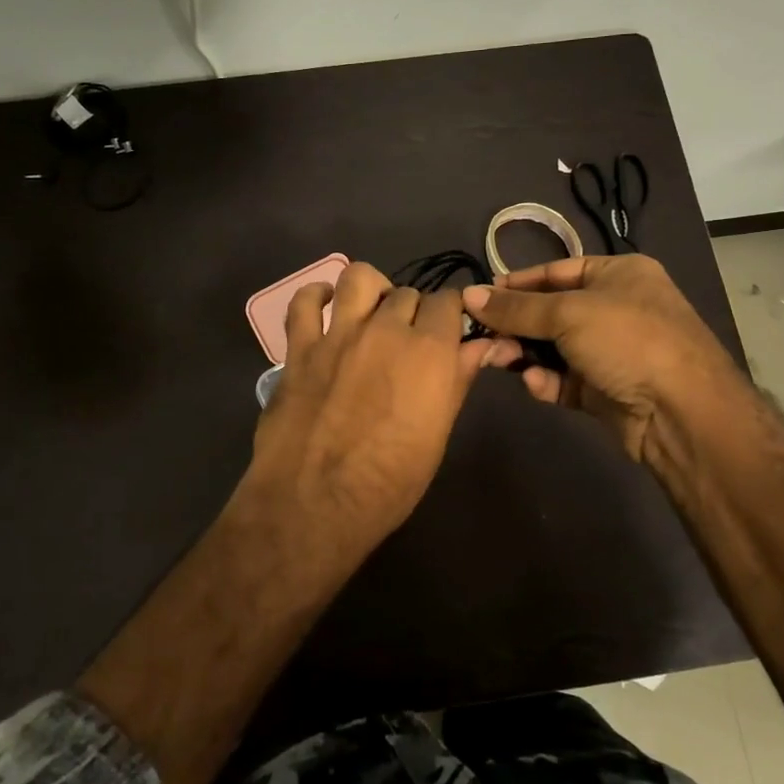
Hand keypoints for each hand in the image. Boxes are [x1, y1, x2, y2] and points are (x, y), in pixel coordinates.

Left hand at [249, 261, 503, 539]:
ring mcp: (338, 335)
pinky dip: (315, 297)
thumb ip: (458, 379)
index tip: (448, 330)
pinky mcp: (299, 348)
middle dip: (414, 311)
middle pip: (408, 293)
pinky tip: (324, 307)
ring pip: (359, 278)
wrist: (315, 504)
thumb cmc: (389, 482)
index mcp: (429, 351)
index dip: (451, 313)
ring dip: (372, 289)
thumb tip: (484, 345)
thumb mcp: (438, 434)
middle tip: (408, 340)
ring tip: (371, 312)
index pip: (449, 301)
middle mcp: (386, 330)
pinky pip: (303, 303)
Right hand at [461, 255, 741, 464]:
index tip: (480, 296)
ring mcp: (612, 352)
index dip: (517, 283)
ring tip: (498, 359)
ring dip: (525, 353)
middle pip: (551, 311)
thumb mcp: (568, 313)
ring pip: (554, 348)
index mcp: (618, 275)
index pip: (556, 272)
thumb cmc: (628, 341)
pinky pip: (565, 380)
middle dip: (516, 324)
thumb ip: (516, 308)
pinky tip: (535, 384)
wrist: (681, 413)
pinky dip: (547, 381)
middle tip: (481, 335)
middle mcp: (616, 308)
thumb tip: (467, 295)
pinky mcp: (606, 390)